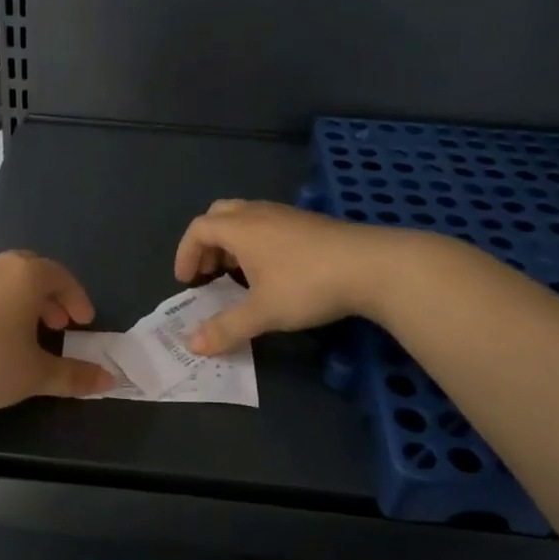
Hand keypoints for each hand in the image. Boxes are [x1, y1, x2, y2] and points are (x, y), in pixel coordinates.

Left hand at [0, 250, 115, 417]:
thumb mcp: (36, 375)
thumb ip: (75, 376)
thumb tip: (109, 381)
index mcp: (23, 276)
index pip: (60, 276)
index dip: (77, 298)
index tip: (83, 323)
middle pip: (30, 270)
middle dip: (48, 295)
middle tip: (57, 324)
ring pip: (0, 279)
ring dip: (19, 300)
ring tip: (22, 334)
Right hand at [174, 200, 404, 354]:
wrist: (373, 266)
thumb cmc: (308, 285)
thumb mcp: (263, 312)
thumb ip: (226, 328)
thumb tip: (192, 346)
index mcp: (240, 228)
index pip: (198, 229)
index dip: (185, 253)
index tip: (186, 282)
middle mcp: (259, 213)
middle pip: (219, 215)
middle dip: (207, 243)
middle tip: (209, 273)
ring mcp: (287, 214)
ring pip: (246, 218)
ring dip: (232, 242)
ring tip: (239, 276)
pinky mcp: (310, 223)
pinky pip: (268, 224)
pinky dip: (256, 242)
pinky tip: (274, 272)